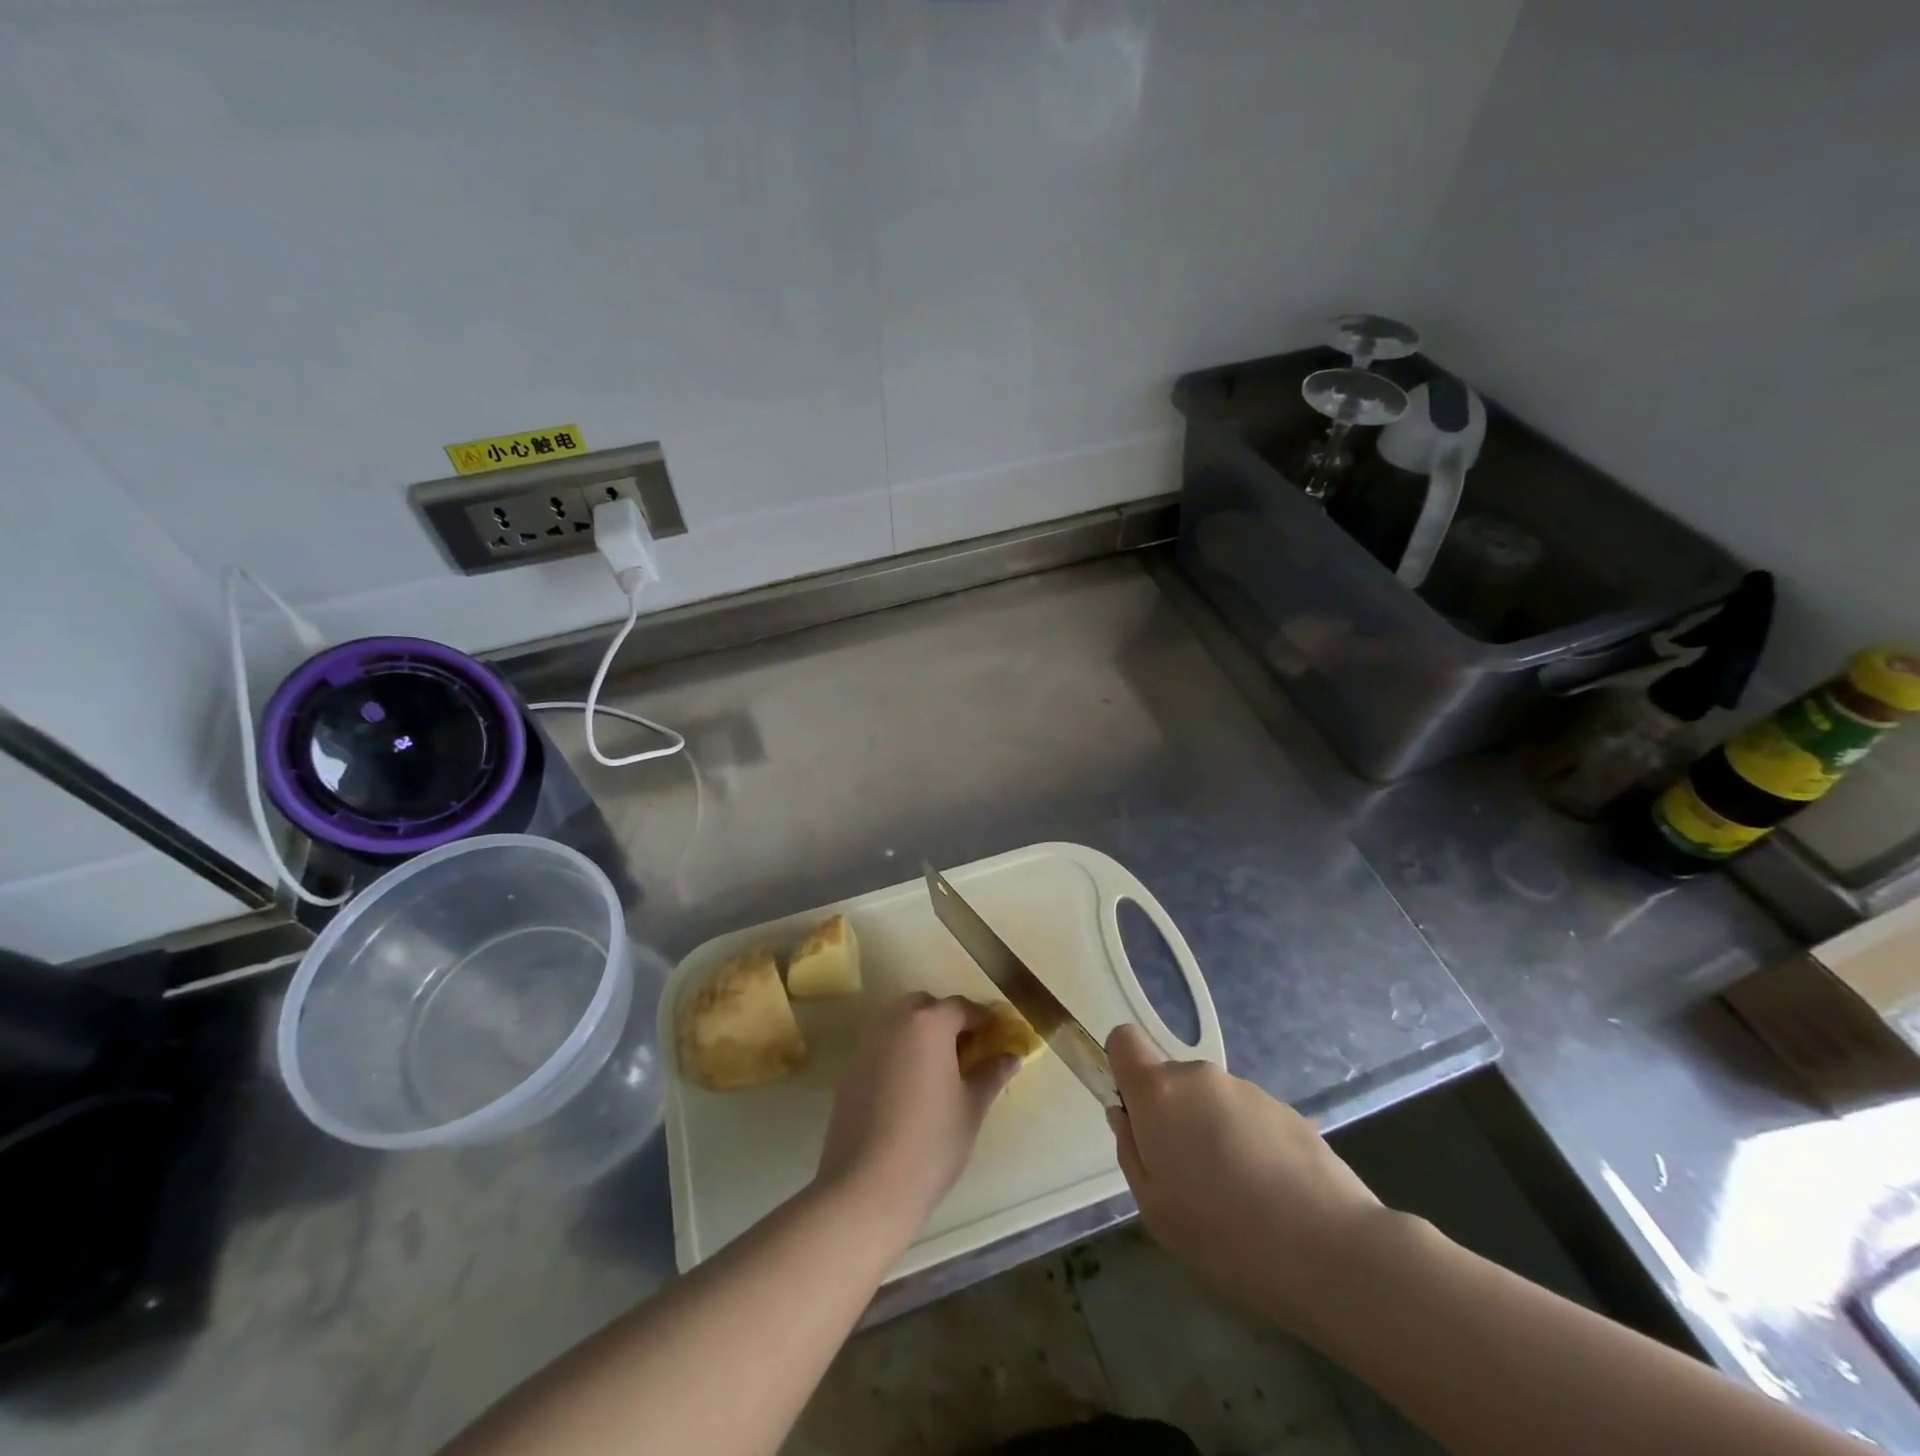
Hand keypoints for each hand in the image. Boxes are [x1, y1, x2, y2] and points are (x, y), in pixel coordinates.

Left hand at [816, 994, 1018, 1237]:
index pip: (961, 1007)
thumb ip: (991, 1074)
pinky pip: (882, 1043)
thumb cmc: (931, 1143)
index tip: (998, 1035)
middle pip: (926, 1006)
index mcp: (929, 1023)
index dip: (984, 1019)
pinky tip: (910, 1084)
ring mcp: (868, 1042)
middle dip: (948, 1020)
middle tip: (967, 1050)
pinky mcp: (850, 1066)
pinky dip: (900, 1050)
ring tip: (939, 1067)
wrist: (867, 1185)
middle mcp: (895, 1021)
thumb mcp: (971, 1107)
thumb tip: (1012, 1057)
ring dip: (921, 1032)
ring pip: (900, 1021)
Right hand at [1106, 1023, 1385, 1331]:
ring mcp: (1247, 1089)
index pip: (1124, 1040)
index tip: (1136, 1115)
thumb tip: (1126, 1117)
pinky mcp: (1286, 1110)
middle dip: (1172, 1117)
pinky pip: (1248, 1119)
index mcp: (1159, 1092)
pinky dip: (1249, 1145)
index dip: (1123, 1069)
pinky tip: (1270, 1195)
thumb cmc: (1224, 1232)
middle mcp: (1200, 1076)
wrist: (1330, 1249)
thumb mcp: (1154, 1208)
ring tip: (1237, 1195)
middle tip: (1189, 1177)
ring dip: (1212, 1133)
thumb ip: (1130, 1151)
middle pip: (1170, 1080)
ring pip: (1211, 1102)